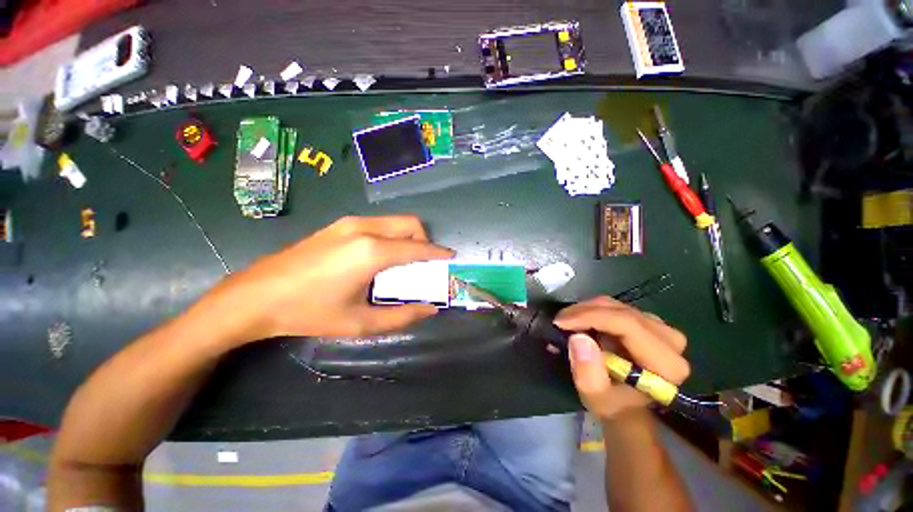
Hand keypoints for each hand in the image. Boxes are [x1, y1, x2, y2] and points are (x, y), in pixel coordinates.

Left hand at [194, 215, 453, 344]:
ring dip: (407, 238)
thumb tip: (430, 309)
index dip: (439, 253)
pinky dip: (391, 236)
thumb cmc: (309, 312)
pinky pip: (379, 224)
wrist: (255, 296)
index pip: (418, 247)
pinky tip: (380, 258)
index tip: (451, 258)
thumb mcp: (360, 323)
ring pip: (394, 222)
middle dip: (425, 240)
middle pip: (410, 224)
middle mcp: (364, 228)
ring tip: (404, 263)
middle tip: (425, 264)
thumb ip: (402, 316)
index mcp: (372, 251)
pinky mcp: (339, 224)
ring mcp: (349, 223)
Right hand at [554, 297, 689, 420]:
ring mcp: (660, 327)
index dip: (590, 317)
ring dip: (586, 311)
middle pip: (620, 312)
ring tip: (567, 323)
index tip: (561, 322)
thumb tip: (578, 338)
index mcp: (665, 364)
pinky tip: (580, 322)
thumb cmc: (613, 404)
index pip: (627, 325)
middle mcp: (670, 340)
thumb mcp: (596, 397)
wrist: (627, 404)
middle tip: (559, 322)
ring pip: (616, 305)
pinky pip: (615, 306)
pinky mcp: (648, 321)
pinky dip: (592, 311)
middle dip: (583, 312)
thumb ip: (588, 372)